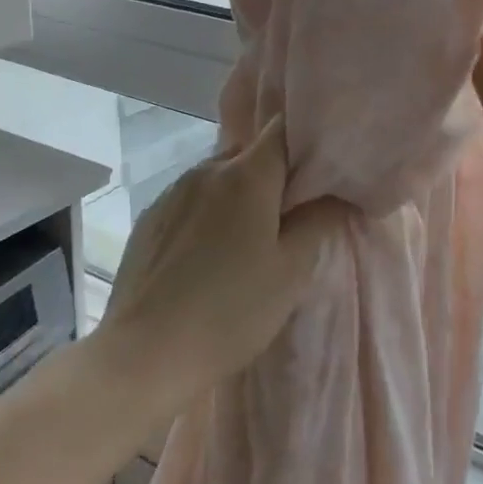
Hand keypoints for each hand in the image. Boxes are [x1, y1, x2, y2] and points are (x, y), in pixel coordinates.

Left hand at [99, 116, 346, 407]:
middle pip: (250, 152)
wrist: (145, 353)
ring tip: (249, 236)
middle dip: (274, 172)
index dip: (305, 141)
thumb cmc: (231, 310)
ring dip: (239, 193)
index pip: (282, 129)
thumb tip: (337, 194)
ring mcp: (172, 192)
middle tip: (291, 211)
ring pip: (218, 175)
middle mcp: (206, 170)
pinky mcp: (149, 218)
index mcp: (246, 175)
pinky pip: (191, 199)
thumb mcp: (291, 271)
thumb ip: (319, 222)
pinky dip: (209, 211)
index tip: (320, 168)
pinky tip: (210, 253)